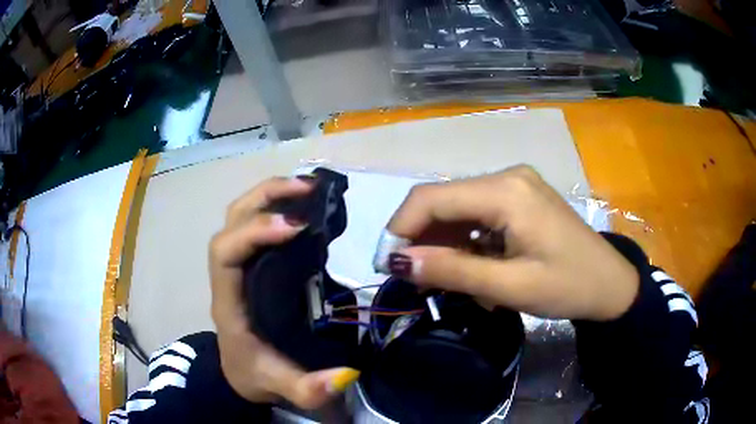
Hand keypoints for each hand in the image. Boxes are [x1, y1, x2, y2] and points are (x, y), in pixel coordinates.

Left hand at [209, 177, 357, 408]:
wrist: (241, 373)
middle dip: (265, 197)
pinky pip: (255, 223)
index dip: (255, 231)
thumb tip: (346, 373)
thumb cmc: (255, 375)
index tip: (296, 226)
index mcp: (228, 302)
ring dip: (270, 194)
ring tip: (307, 187)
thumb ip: (309, 389)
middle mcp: (228, 276)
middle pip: (231, 219)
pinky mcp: (253, 265)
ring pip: (240, 214)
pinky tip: (303, 205)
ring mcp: (239, 266)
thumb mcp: (281, 387)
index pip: (225, 252)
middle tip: (308, 188)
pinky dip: (276, 206)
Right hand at [385, 165, 638, 320]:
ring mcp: (514, 186)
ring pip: (458, 211)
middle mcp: (506, 177)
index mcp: (506, 190)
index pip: (431, 198)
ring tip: (447, 282)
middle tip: (416, 281)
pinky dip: (465, 244)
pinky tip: (472, 269)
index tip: (387, 265)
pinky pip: (477, 217)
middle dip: (422, 240)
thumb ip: (453, 271)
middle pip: (443, 201)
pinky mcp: (519, 199)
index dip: (400, 229)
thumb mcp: (510, 287)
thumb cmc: (569, 286)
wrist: (610, 284)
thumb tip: (399, 262)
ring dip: (445, 246)